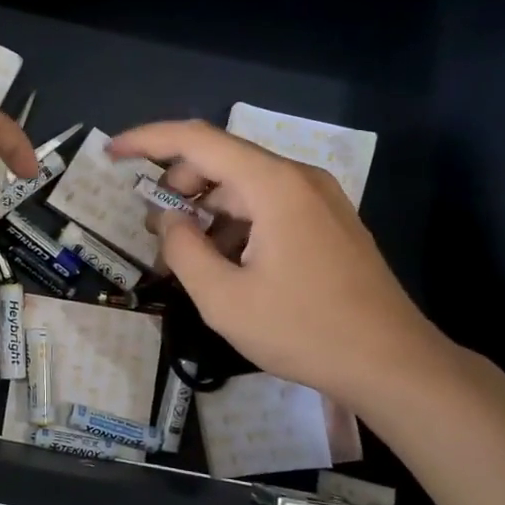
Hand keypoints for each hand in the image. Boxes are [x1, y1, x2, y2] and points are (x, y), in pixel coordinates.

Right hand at [109, 120, 446, 408]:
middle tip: (154, 233)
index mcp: (273, 185)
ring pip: (243, 187)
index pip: (197, 140)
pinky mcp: (327, 222)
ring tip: (186, 258)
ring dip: (205, 211)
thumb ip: (183, 249)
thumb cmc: (304, 330)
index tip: (111, 153)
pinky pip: (267, 206)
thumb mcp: (223, 298)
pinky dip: (234, 224)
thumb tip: (169, 220)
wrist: (392, 364)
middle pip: (220, 161)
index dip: (148, 140)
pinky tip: (225, 265)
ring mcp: (318, 199)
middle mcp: (298, 178)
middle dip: (177, 188)